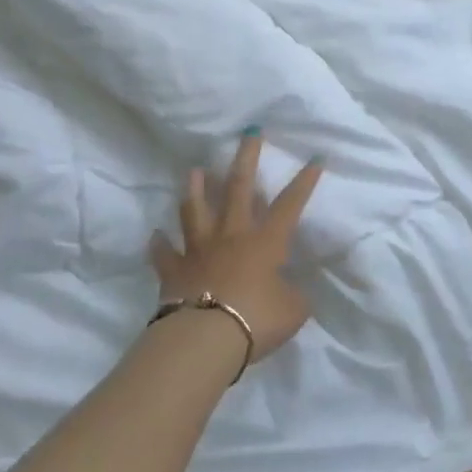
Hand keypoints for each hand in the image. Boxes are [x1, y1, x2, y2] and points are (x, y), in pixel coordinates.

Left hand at [147, 131, 324, 362]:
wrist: (205, 338)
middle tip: (249, 132)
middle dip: (246, 158)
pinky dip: (159, 244)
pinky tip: (156, 235)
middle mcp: (232, 235)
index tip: (315, 158)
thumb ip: (292, 294)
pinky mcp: (173, 269)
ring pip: (195, 210)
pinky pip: (164, 253)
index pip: (290, 204)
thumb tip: (288, 290)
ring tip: (194, 169)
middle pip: (239, 189)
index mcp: (266, 242)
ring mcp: (199, 249)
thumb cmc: (256, 320)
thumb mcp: (293, 310)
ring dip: (195, 188)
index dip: (304, 182)